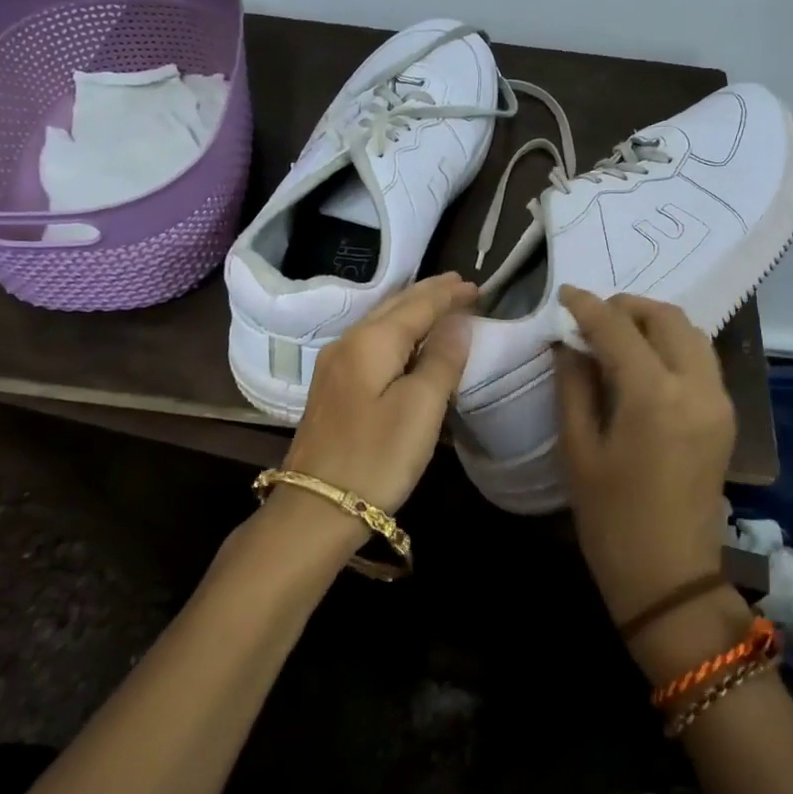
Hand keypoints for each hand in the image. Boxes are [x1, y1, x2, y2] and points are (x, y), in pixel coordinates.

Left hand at [282, 273, 477, 511]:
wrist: (315, 509)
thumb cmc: (377, 457)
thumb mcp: (421, 408)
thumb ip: (442, 360)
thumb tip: (458, 322)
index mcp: (372, 341)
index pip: (418, 305)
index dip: (449, 295)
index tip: (477, 286)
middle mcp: (349, 342)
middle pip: (395, 305)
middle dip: (429, 293)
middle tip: (459, 284)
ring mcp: (335, 365)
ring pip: (381, 321)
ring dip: (412, 308)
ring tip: (438, 301)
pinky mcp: (332, 387)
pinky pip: (372, 341)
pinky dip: (397, 329)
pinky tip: (406, 337)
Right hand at [556, 286, 735, 626]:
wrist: (670, 579)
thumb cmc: (611, 520)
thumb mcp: (578, 449)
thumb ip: (573, 384)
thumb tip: (567, 342)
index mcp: (655, 396)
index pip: (618, 328)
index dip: (588, 306)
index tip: (563, 294)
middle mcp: (697, 387)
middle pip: (666, 318)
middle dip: (627, 306)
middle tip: (592, 315)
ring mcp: (720, 401)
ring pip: (690, 333)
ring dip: (653, 321)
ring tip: (617, 332)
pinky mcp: (726, 416)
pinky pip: (701, 358)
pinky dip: (672, 344)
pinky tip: (644, 359)